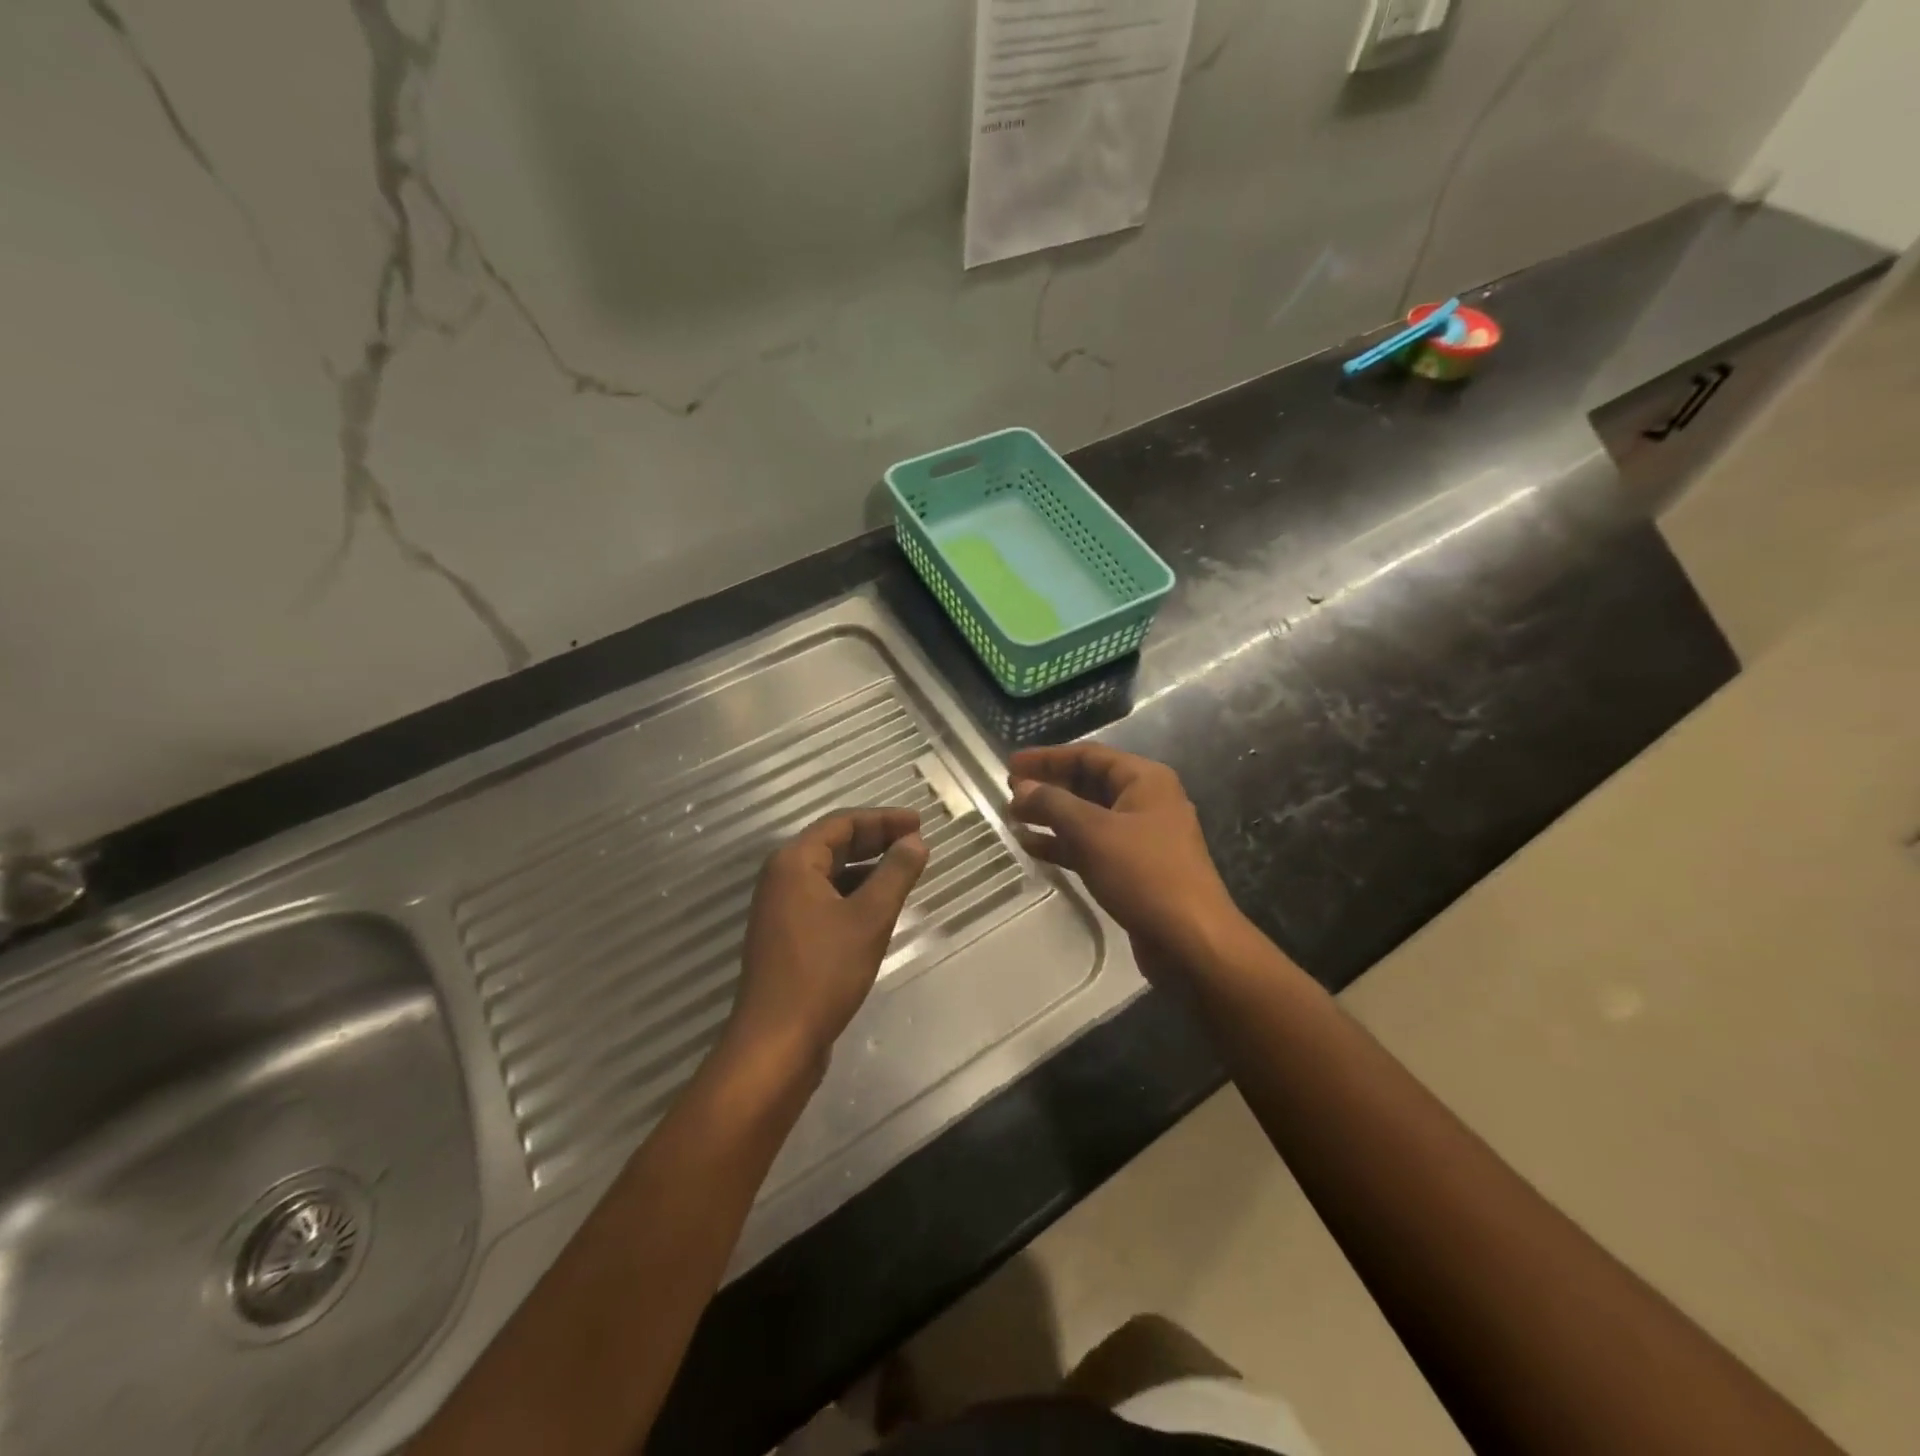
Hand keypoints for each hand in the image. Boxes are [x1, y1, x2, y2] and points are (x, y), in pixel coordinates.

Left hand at [726, 809, 928, 1077]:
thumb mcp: (869, 918)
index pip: (841, 823)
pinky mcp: (787, 936)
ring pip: (830, 874)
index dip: (883, 819)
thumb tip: (916, 842)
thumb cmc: (824, 972)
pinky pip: (824, 899)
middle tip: (916, 842)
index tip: (919, 822)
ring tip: (905, 872)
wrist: (776, 1041)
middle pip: (833, 845)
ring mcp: (781, 909)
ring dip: (867, 868)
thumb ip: (895, 874)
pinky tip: (879, 907)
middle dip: (876, 840)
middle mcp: (782, 878)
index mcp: (794, 863)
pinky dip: (854, 894)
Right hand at [1007, 745, 1247, 982]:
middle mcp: (1145, 802)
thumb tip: (1021, 787)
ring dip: (1052, 816)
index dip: (1047, 757)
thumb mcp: (1093, 832)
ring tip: (1013, 819)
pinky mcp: (1134, 869)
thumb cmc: (1144, 874)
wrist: (1191, 941)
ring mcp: (1141, 837)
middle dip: (1048, 787)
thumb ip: (1053, 804)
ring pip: (1088, 817)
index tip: (1011, 764)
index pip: (1089, 755)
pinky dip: (1064, 844)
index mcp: (1145, 780)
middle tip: (1009, 793)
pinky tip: (1032, 848)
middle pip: (1088, 784)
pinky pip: (1093, 846)